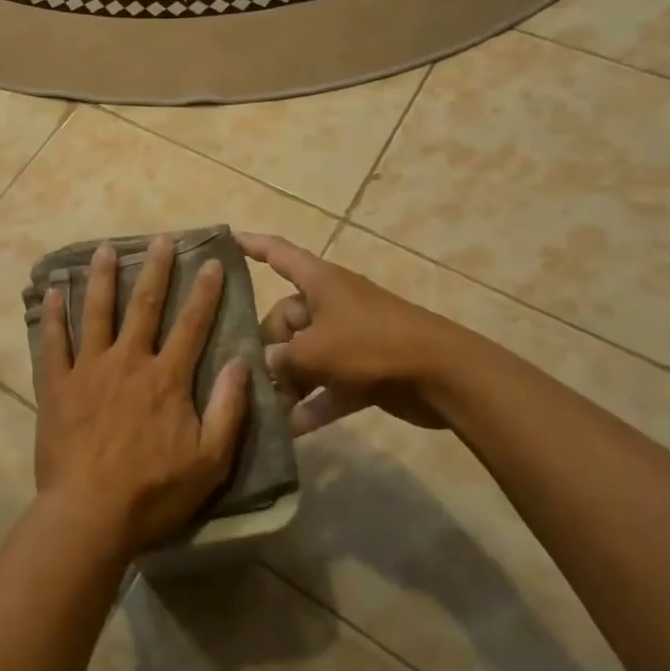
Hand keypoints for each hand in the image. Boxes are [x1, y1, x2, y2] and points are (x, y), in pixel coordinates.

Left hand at [36, 236, 248, 557]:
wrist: (90, 514)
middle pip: (144, 306)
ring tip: (105, 249)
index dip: (204, 293)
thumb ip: (229, 409)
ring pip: (97, 312)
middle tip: (161, 239)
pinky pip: (54, 341)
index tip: (212, 263)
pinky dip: (53, 315)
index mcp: (166, 378)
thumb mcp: (210, 461)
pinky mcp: (57, 384)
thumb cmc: (154, 493)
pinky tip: (53, 291)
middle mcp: (128, 361)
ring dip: (102, 278)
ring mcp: (88, 369)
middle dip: (156, 270)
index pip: (192, 325)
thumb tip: (243, 362)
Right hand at [238, 233, 470, 431]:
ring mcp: (348, 338)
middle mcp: (330, 304)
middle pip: (285, 319)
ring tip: (262, 406)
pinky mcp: (364, 370)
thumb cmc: (371, 344)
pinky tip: (290, 430)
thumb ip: (282, 359)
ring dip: (288, 381)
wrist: (443, 375)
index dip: (252, 246)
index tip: (227, 240)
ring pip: (305, 356)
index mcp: (318, 282)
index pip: (278, 253)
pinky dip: (313, 404)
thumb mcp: (315, 351)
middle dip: (267, 347)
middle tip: (248, 375)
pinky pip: (328, 385)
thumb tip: (264, 365)